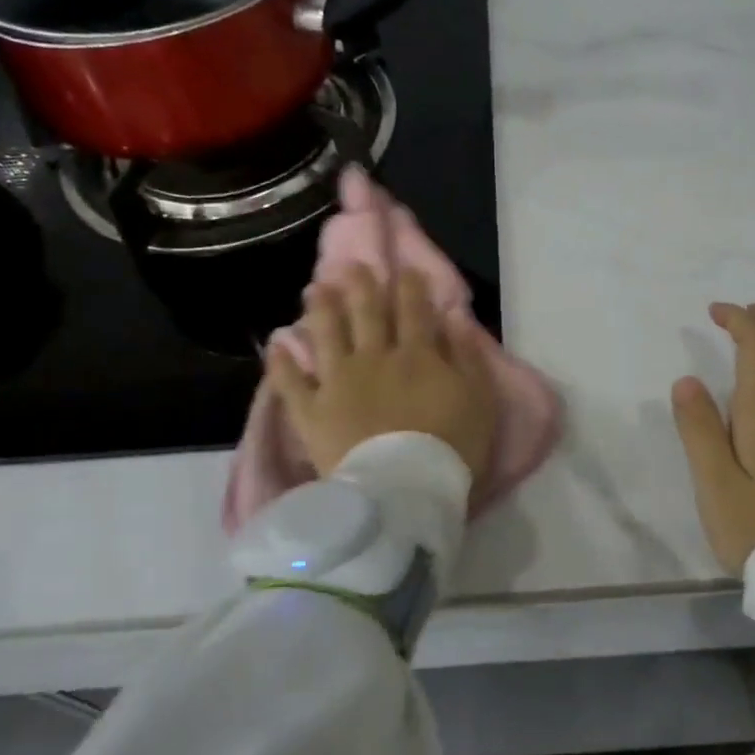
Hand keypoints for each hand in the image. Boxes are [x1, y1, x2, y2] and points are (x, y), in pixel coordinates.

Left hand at [268, 267, 496, 483]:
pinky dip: (281, 363)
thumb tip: (455, 318)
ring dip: (321, 309)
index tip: (405, 269)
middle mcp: (374, 358)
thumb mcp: (479, 400)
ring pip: (327, 335)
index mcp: (417, 355)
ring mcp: (338, 383)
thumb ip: (468, 357)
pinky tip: (275, 344)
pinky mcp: (312, 411)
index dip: (410, 286)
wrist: (404, 489)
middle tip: (353, 265)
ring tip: (315, 288)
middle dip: (361, 286)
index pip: (414, 310)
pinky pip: (290, 383)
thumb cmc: (451, 447)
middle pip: (366, 314)